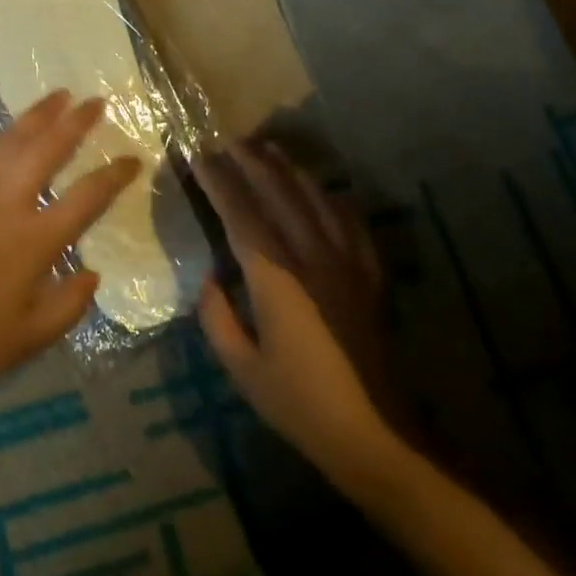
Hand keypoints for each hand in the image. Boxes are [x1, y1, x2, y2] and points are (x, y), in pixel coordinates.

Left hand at [0, 91, 140, 390]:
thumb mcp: (26, 339)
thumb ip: (67, 307)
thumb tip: (93, 275)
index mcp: (36, 239)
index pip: (86, 199)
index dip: (114, 176)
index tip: (133, 158)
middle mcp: (8, 202)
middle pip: (49, 152)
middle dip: (77, 124)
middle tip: (97, 101)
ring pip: (8, 142)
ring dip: (35, 116)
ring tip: (57, 96)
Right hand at [195, 140, 405, 484]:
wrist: (376, 435)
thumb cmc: (300, 404)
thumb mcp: (242, 369)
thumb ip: (217, 318)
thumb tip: (211, 279)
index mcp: (276, 278)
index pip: (240, 215)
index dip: (218, 183)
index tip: (199, 157)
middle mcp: (311, 258)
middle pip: (279, 195)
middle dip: (251, 163)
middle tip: (229, 140)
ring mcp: (346, 264)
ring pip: (316, 200)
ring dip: (290, 171)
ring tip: (270, 150)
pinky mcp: (369, 277)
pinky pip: (351, 224)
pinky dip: (333, 200)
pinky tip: (324, 191)